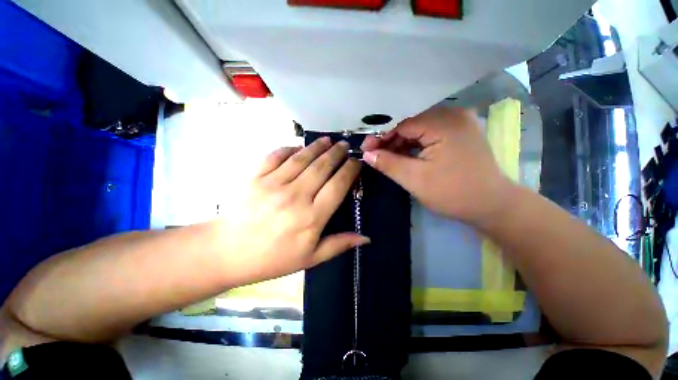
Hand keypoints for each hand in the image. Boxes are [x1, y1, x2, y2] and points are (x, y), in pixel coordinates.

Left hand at [221, 138, 366, 283]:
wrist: (227, 252)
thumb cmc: (272, 258)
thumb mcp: (310, 258)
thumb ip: (339, 244)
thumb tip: (366, 238)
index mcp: (312, 217)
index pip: (338, 185)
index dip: (350, 170)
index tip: (356, 162)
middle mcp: (296, 196)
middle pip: (322, 167)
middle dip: (337, 153)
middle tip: (345, 145)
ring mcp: (274, 184)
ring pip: (302, 158)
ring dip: (317, 146)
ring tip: (328, 140)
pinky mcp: (255, 177)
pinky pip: (276, 156)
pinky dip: (288, 148)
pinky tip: (297, 146)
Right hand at [361, 107, 510, 225]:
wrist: (492, 205)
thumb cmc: (453, 193)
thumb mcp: (415, 179)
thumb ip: (388, 163)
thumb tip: (367, 154)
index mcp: (444, 123)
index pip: (402, 122)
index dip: (381, 136)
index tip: (366, 149)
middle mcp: (453, 114)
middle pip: (410, 122)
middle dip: (389, 139)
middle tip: (373, 154)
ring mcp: (458, 122)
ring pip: (419, 128)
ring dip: (400, 142)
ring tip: (385, 157)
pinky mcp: (459, 132)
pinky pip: (429, 133)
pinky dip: (414, 144)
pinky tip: (403, 155)